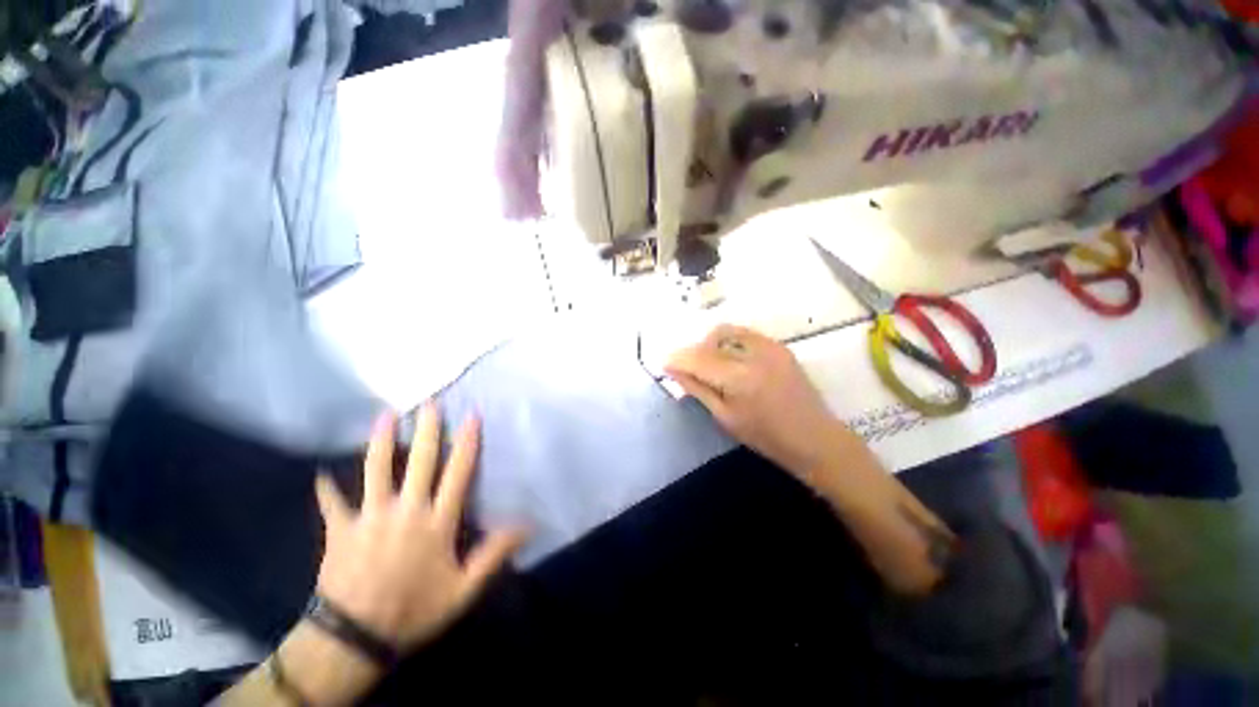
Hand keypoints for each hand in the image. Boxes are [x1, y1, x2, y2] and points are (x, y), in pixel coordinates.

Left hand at [314, 404, 527, 650]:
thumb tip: (528, 526)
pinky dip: (326, 489)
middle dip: (427, 429)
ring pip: (376, 470)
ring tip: (384, 416)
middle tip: (429, 402)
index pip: (457, 472)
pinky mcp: (340, 530)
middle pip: (419, 461)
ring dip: (380, 441)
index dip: (466, 441)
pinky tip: (320, 473)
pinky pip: (332, 504)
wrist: (355, 638)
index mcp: (437, 521)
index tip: (471, 415)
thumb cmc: (415, 610)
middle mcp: (406, 510)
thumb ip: (494, 553)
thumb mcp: (464, 589)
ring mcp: (370, 516)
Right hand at [664, 324, 859, 480]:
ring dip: (710, 343)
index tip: (665, 363)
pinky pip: (745, 334)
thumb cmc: (766, 437)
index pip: (698, 359)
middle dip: (693, 351)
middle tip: (687, 368)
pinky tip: (729, 359)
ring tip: (708, 363)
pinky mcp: (779, 346)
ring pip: (727, 331)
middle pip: (711, 340)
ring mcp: (770, 347)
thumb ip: (698, 389)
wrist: (815, 438)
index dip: (678, 359)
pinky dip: (729, 342)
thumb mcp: (725, 417)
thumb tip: (674, 370)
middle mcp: (755, 355)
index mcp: (739, 379)